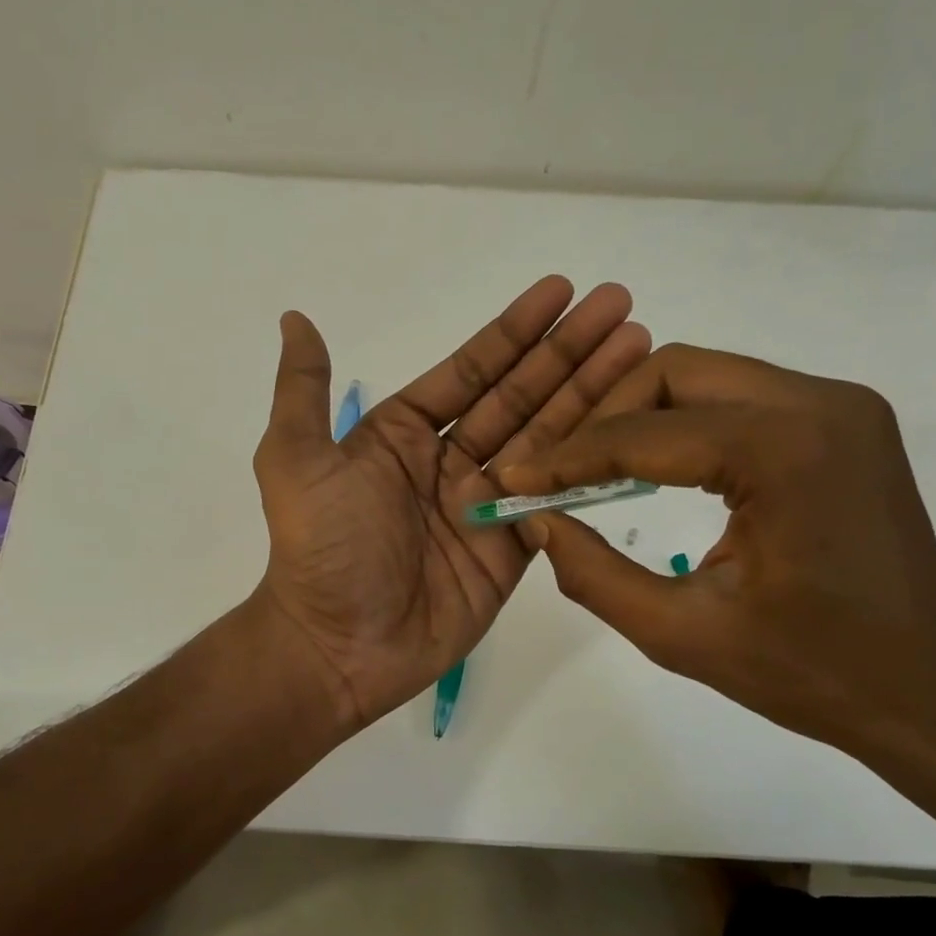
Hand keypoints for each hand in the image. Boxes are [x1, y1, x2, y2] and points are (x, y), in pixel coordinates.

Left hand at [252, 277, 651, 730]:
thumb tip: (294, 318)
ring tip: (642, 349)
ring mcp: (485, 505)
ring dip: (592, 394)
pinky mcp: (511, 549)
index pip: (472, 370)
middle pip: (520, 396)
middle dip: (569, 352)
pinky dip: (588, 466)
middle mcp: (449, 461)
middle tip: (623, 307)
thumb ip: (303, 390)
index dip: (517, 331)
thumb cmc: (321, 548)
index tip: (562, 290)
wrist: (338, 645)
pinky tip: (627, 429)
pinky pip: (555, 500)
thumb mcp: (295, 459)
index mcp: (403, 434)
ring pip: (547, 440)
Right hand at [497, 344, 935, 763]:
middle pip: (673, 374)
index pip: (644, 433)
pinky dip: (685, 427)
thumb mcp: (681, 634)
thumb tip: (539, 520)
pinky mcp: (844, 423)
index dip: (566, 457)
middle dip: (604, 419)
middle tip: (558, 474)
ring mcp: (840, 406)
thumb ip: (594, 573)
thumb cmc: (810, 672)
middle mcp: (819, 403)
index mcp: (785, 450)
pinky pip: (740, 400)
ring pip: (705, 378)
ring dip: (641, 418)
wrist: (930, 693)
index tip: (513, 480)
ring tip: (594, 473)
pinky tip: (656, 472)